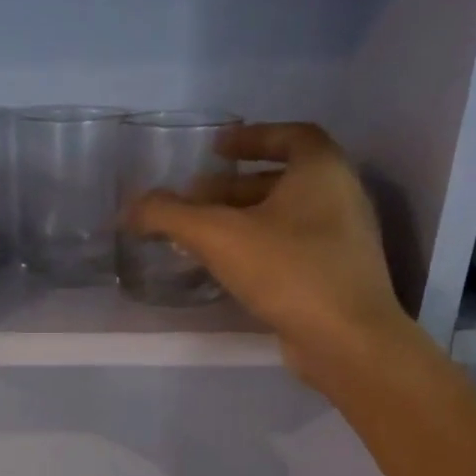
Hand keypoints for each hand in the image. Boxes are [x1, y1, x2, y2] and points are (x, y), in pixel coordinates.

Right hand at [126, 122, 411, 391]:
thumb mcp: (218, 236)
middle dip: (233, 187)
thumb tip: (130, 208)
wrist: (346, 340)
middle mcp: (340, 197)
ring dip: (242, 220)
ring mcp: (342, 240)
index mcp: (323, 171)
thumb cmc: (288, 271)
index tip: (216, 150)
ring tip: (200, 236)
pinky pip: (291, 248)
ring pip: (285, 217)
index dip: (251, 137)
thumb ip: (169, 215)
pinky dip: (257, 248)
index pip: (290, 135)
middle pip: (281, 180)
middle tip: (192, 199)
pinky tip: (226, 268)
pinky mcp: (335, 276)